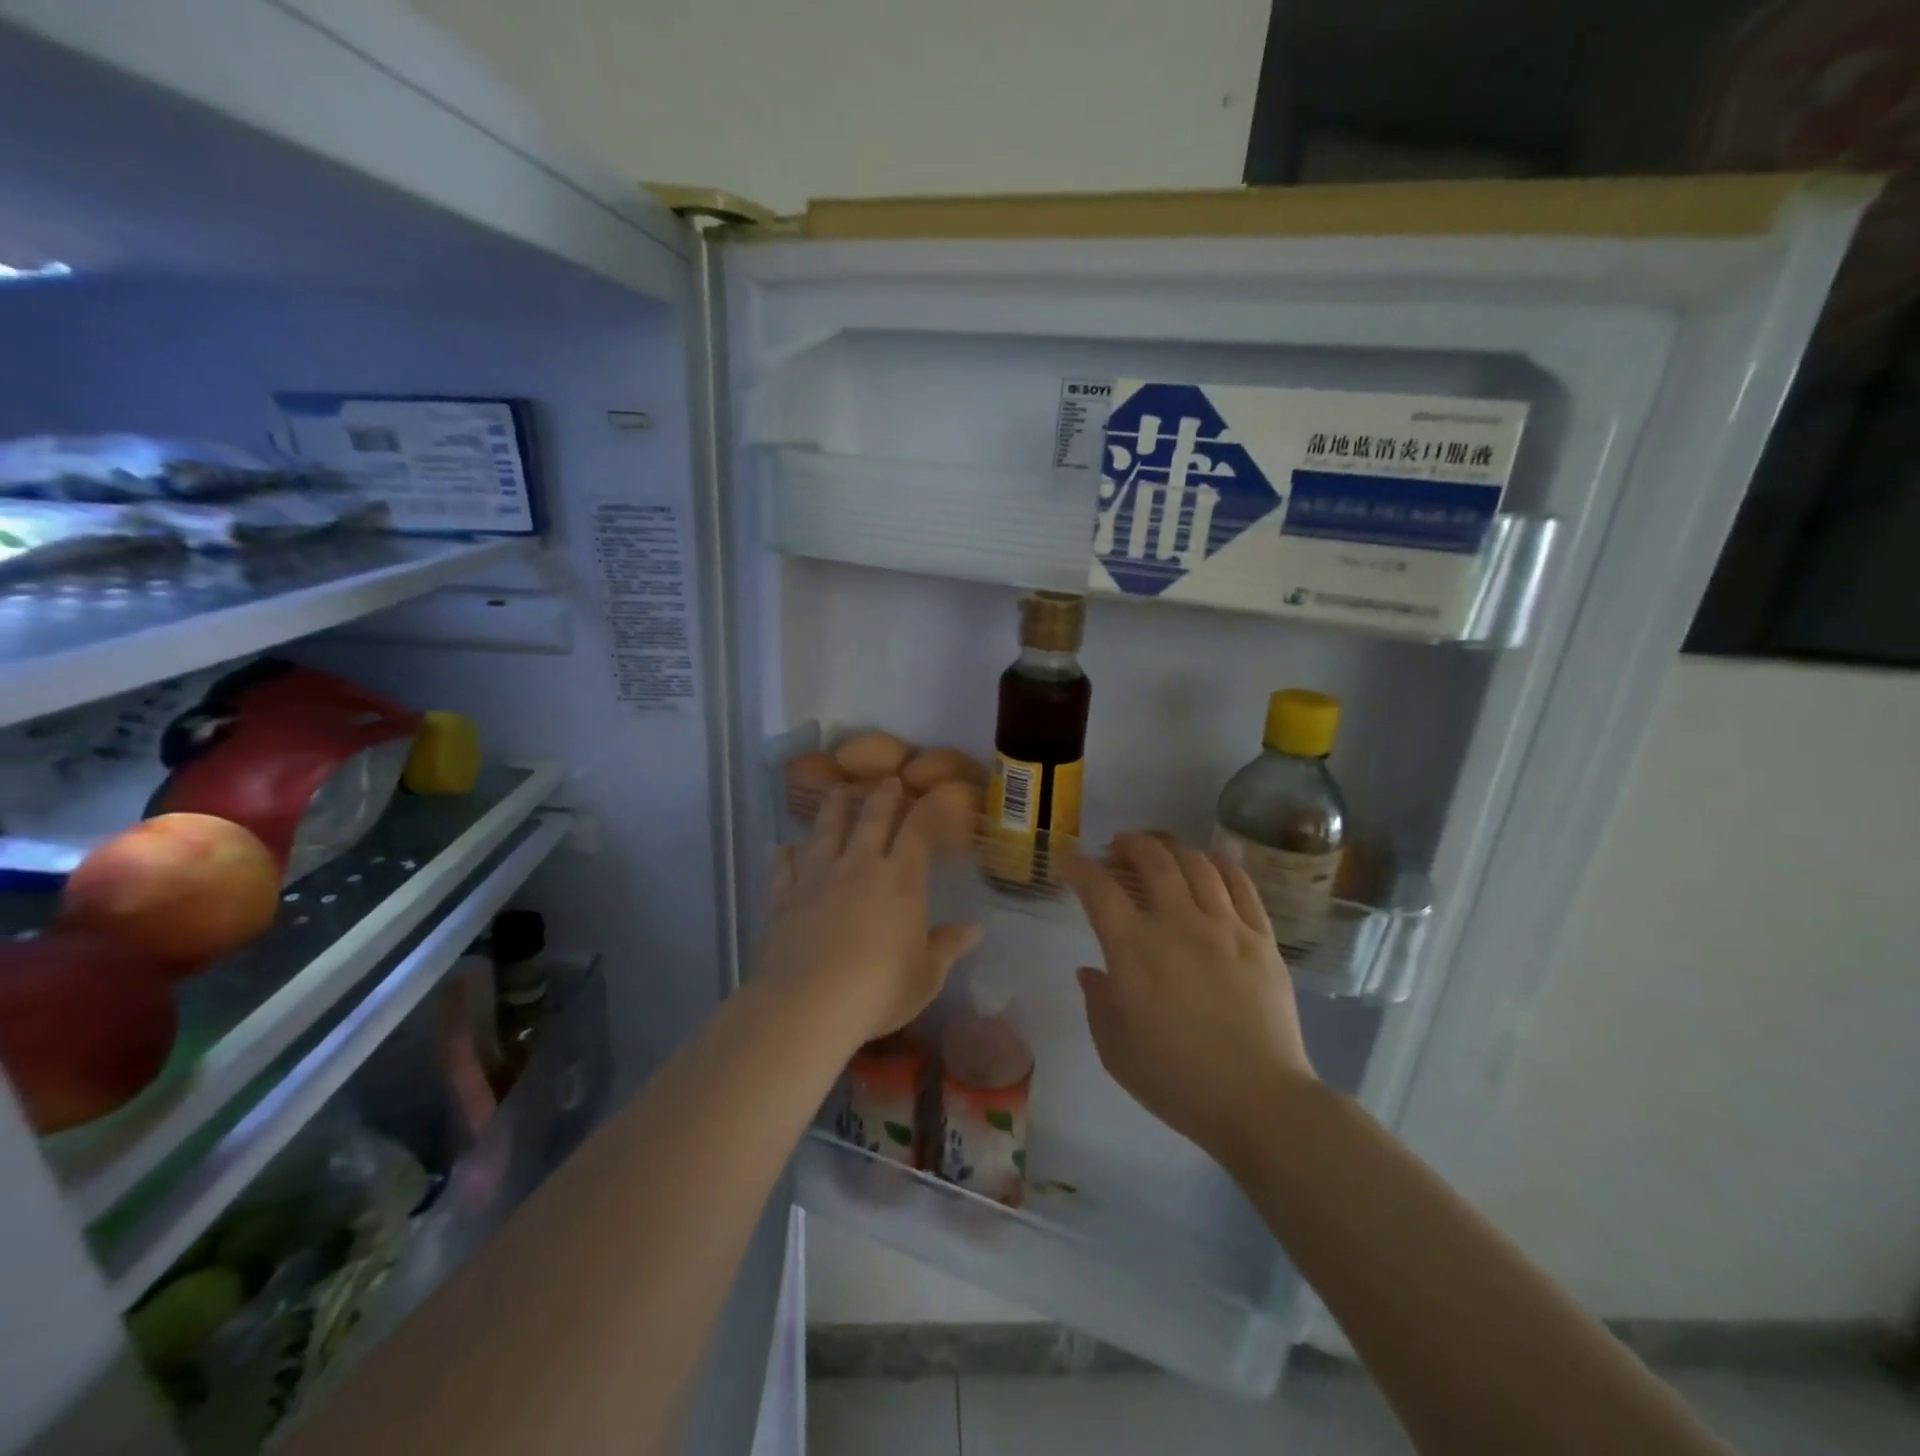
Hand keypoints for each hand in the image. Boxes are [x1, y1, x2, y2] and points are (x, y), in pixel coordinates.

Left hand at [762, 779, 981, 1048]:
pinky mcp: (784, 898)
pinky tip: (785, 846)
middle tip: (887, 780)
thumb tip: (974, 929)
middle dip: (882, 797)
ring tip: (836, 791)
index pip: (918, 831)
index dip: (928, 809)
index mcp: (900, 880)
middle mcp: (859, 867)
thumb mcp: (926, 976)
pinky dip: (786, 853)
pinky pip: (784, 866)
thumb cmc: (879, 990)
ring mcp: (818, 878)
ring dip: (833, 809)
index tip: (935, 794)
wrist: (809, 1004)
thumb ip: (947, 947)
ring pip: (826, 832)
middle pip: (871, 820)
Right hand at [1063, 832, 1315, 1161]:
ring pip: (1196, 864)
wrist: (1259, 1101)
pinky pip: (1241, 885)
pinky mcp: (1261, 938)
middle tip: (1118, 847)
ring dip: (1172, 847)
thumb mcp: (1115, 1049)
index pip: (1099, 889)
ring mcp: (1224, 927)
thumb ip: (1098, 1002)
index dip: (1079, 868)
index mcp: (1134, 951)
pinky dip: (1221, 864)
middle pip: (1152, 860)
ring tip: (1160, 849)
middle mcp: (1177, 924)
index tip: (1070, 863)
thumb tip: (1091, 970)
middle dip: (1129, 843)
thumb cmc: (1176, 1080)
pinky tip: (1211, 861)